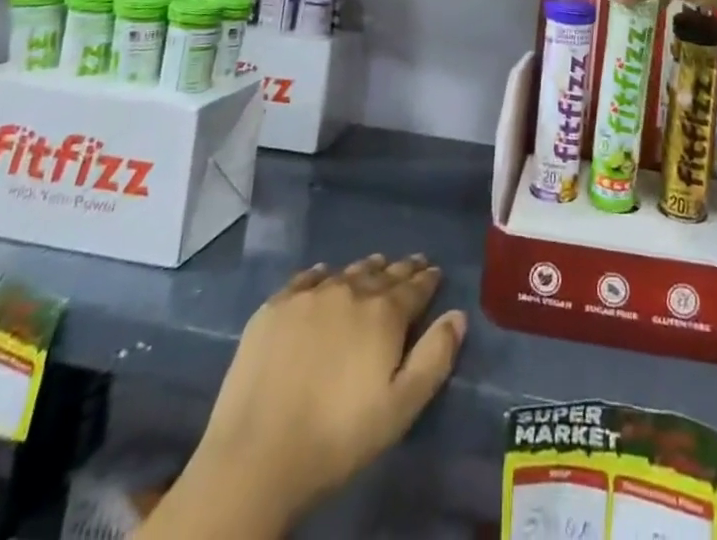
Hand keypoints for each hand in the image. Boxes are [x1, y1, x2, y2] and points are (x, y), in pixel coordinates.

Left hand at [163, 255, 465, 537]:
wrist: (258, 453)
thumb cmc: (338, 437)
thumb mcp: (400, 407)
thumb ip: (434, 357)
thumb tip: (458, 315)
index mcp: (384, 314)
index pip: (414, 287)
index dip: (427, 279)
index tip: (434, 271)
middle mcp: (349, 292)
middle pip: (382, 274)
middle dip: (400, 269)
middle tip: (411, 263)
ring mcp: (309, 296)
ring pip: (346, 272)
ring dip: (365, 269)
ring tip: (376, 264)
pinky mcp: (275, 307)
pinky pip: (306, 279)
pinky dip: (322, 275)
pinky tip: (324, 275)